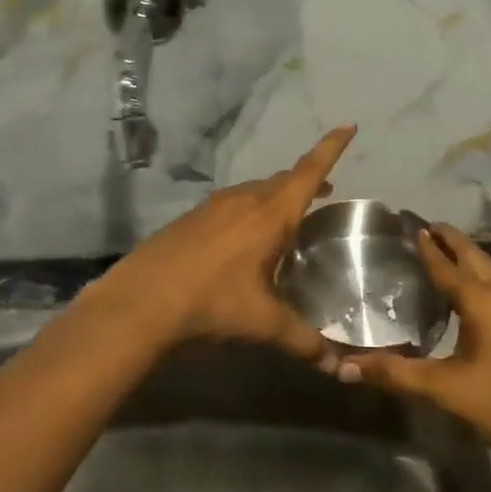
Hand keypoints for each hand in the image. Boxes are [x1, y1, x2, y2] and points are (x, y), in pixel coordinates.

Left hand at [82, 126, 356, 361]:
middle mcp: (244, 200)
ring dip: (275, 195)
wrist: (142, 300)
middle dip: (307, 180)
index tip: (348, 125)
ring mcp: (213, 206)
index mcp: (269, 215)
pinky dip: (249, 210)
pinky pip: (231, 203)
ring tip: (287, 216)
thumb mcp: (262, 324)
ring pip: (255, 190)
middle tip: (325, 192)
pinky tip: (243, 238)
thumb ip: (303, 341)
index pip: (309, 172)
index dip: (331, 148)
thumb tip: (336, 366)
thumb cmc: (211, 303)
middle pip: (283, 180)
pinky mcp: (192, 218)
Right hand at [342, 224, 490, 458]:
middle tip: (425, 227)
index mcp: (481, 300)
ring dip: (467, 256)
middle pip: (473, 255)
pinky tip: (472, 290)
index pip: (446, 264)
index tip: (410, 225)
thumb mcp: (444, 390)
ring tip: (444, 251)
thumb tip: (345, 367)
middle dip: (450, 239)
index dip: (427, 245)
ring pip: (490, 268)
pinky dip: (481, 275)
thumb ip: (395, 374)